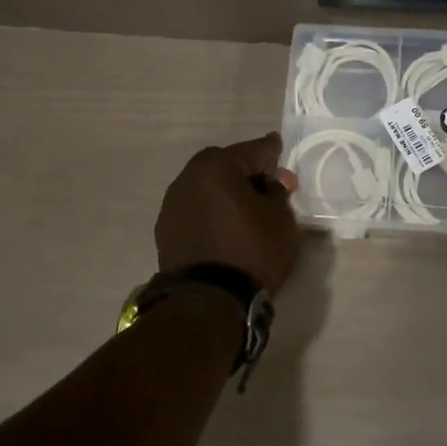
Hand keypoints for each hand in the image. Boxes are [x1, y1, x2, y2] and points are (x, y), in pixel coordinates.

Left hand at [156, 133, 301, 292]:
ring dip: (223, 192)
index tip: (277, 145)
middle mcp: (188, 178)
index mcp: (216, 167)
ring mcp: (171, 205)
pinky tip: (223, 227)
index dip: (269, 150)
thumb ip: (278, 193)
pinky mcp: (165, 231)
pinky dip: (210, 212)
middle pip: (222, 166)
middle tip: (264, 183)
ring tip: (243, 209)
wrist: (208, 300)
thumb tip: (272, 182)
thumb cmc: (251, 252)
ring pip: (205, 188)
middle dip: (244, 171)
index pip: (251, 151)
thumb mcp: (281, 220)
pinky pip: (195, 210)